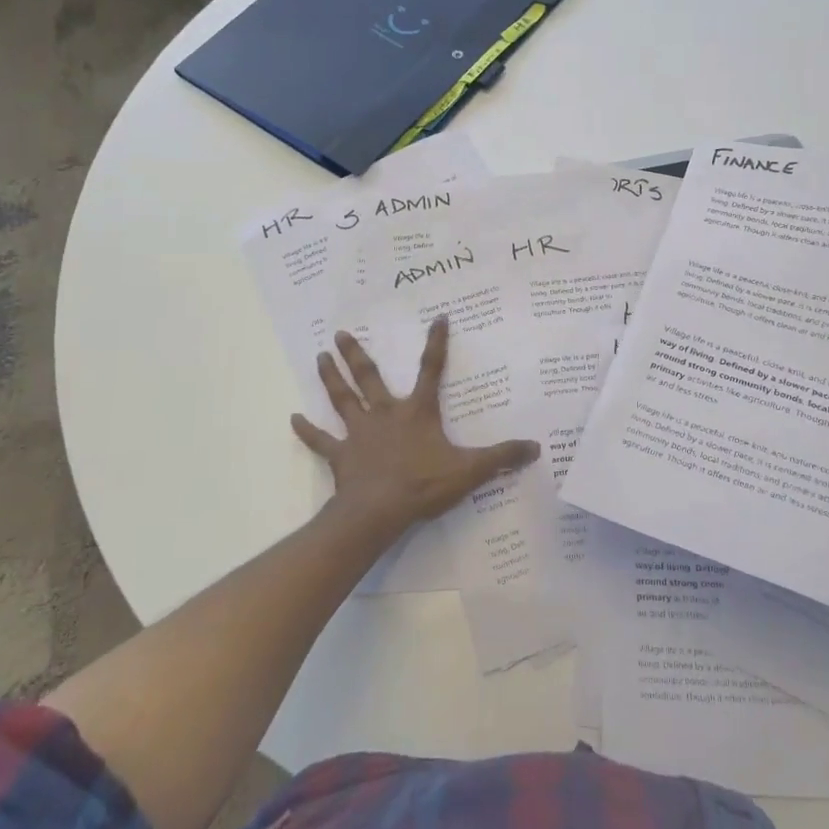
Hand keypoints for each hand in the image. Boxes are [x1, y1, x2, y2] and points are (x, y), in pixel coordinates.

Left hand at [292, 318, 540, 540]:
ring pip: (342, 398)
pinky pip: (321, 441)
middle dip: (356, 354)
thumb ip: (501, 457)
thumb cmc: (423, 485)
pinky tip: (293, 419)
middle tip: (340, 333)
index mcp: (417, 412)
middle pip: (369, 377)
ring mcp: (359, 433)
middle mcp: (385, 413)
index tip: (438, 317)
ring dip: (331, 378)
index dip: (437, 343)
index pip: (431, 370)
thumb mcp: (469, 470)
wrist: (379, 511)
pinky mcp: (341, 455)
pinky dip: (307, 430)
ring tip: (320, 356)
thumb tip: (535, 447)